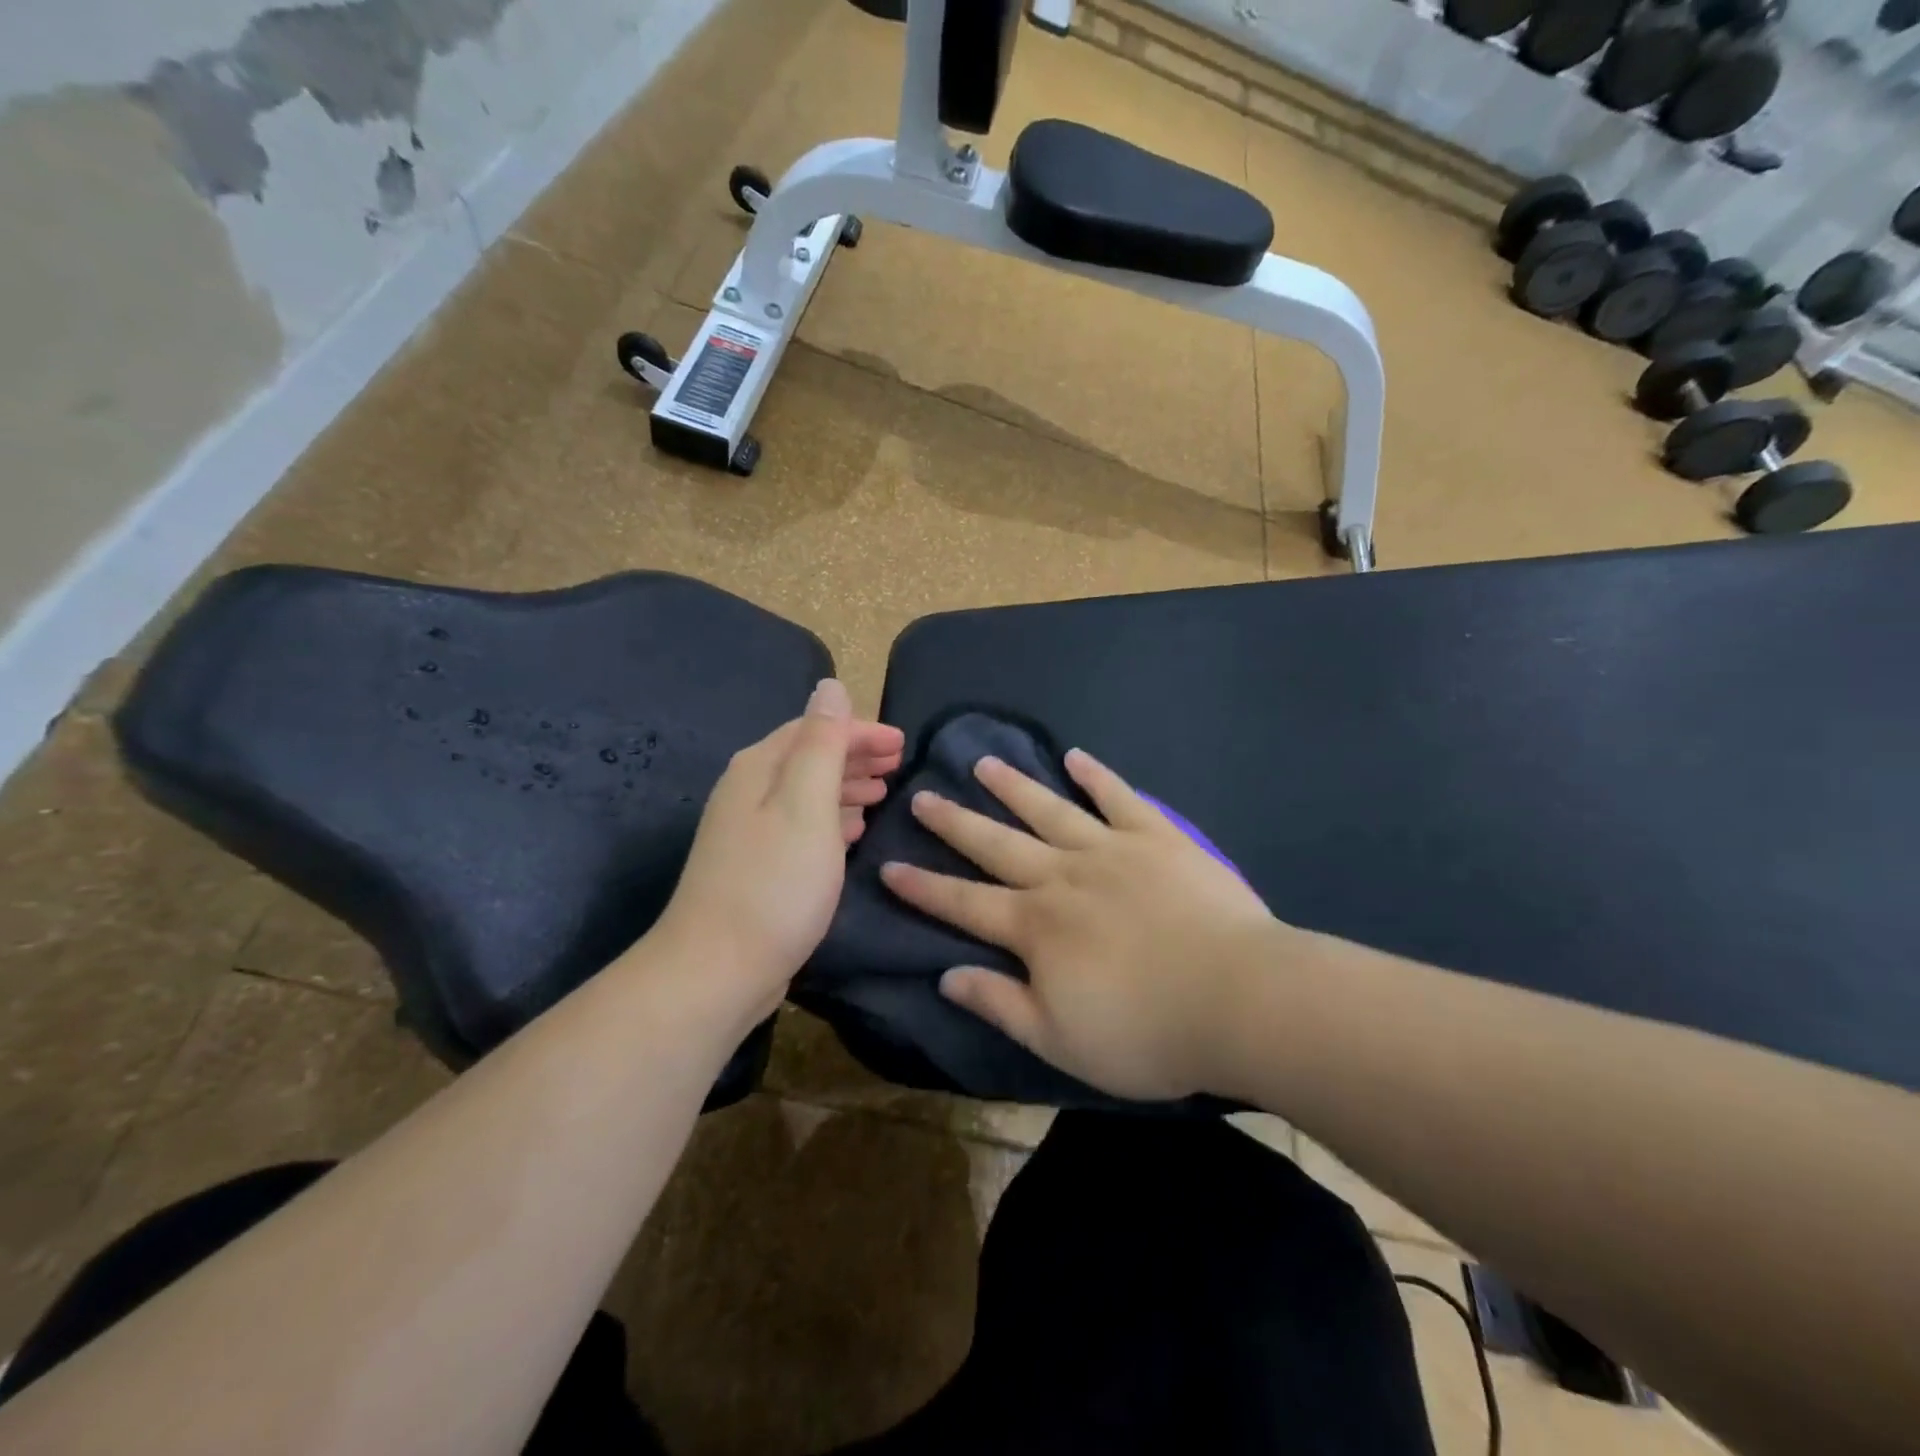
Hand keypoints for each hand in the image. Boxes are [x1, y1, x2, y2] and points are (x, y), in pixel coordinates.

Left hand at [650, 680, 903, 1028]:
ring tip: (881, 792)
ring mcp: (749, 831)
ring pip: (806, 792)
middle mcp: (748, 791)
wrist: (718, 969)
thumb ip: (822, 743)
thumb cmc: (774, 883)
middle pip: (808, 757)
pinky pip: (802, 825)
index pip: (814, 730)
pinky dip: (832, 819)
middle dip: (854, 755)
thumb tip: (830, 685)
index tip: (902, 744)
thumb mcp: (806, 805)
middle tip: (898, 764)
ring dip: (845, 785)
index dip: (860, 731)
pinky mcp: (757, 865)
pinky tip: (852, 831)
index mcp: (759, 768)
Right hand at [881, 749, 1275, 1099]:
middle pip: (997, 844)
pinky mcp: (1157, 837)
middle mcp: (1062, 877)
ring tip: (982, 762)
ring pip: (1048, 810)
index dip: (923, 887)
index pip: (963, 903)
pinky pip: (1119, 798)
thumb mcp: (1060, 1040)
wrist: (1240, 998)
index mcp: (1035, 927)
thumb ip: (1000, 1003)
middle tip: (922, 795)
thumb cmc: (1147, 1033)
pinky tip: (1075, 756)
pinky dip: (1095, 776)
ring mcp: (1110, 850)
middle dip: (955, 822)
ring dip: (1012, 786)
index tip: (889, 866)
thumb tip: (946, 974)